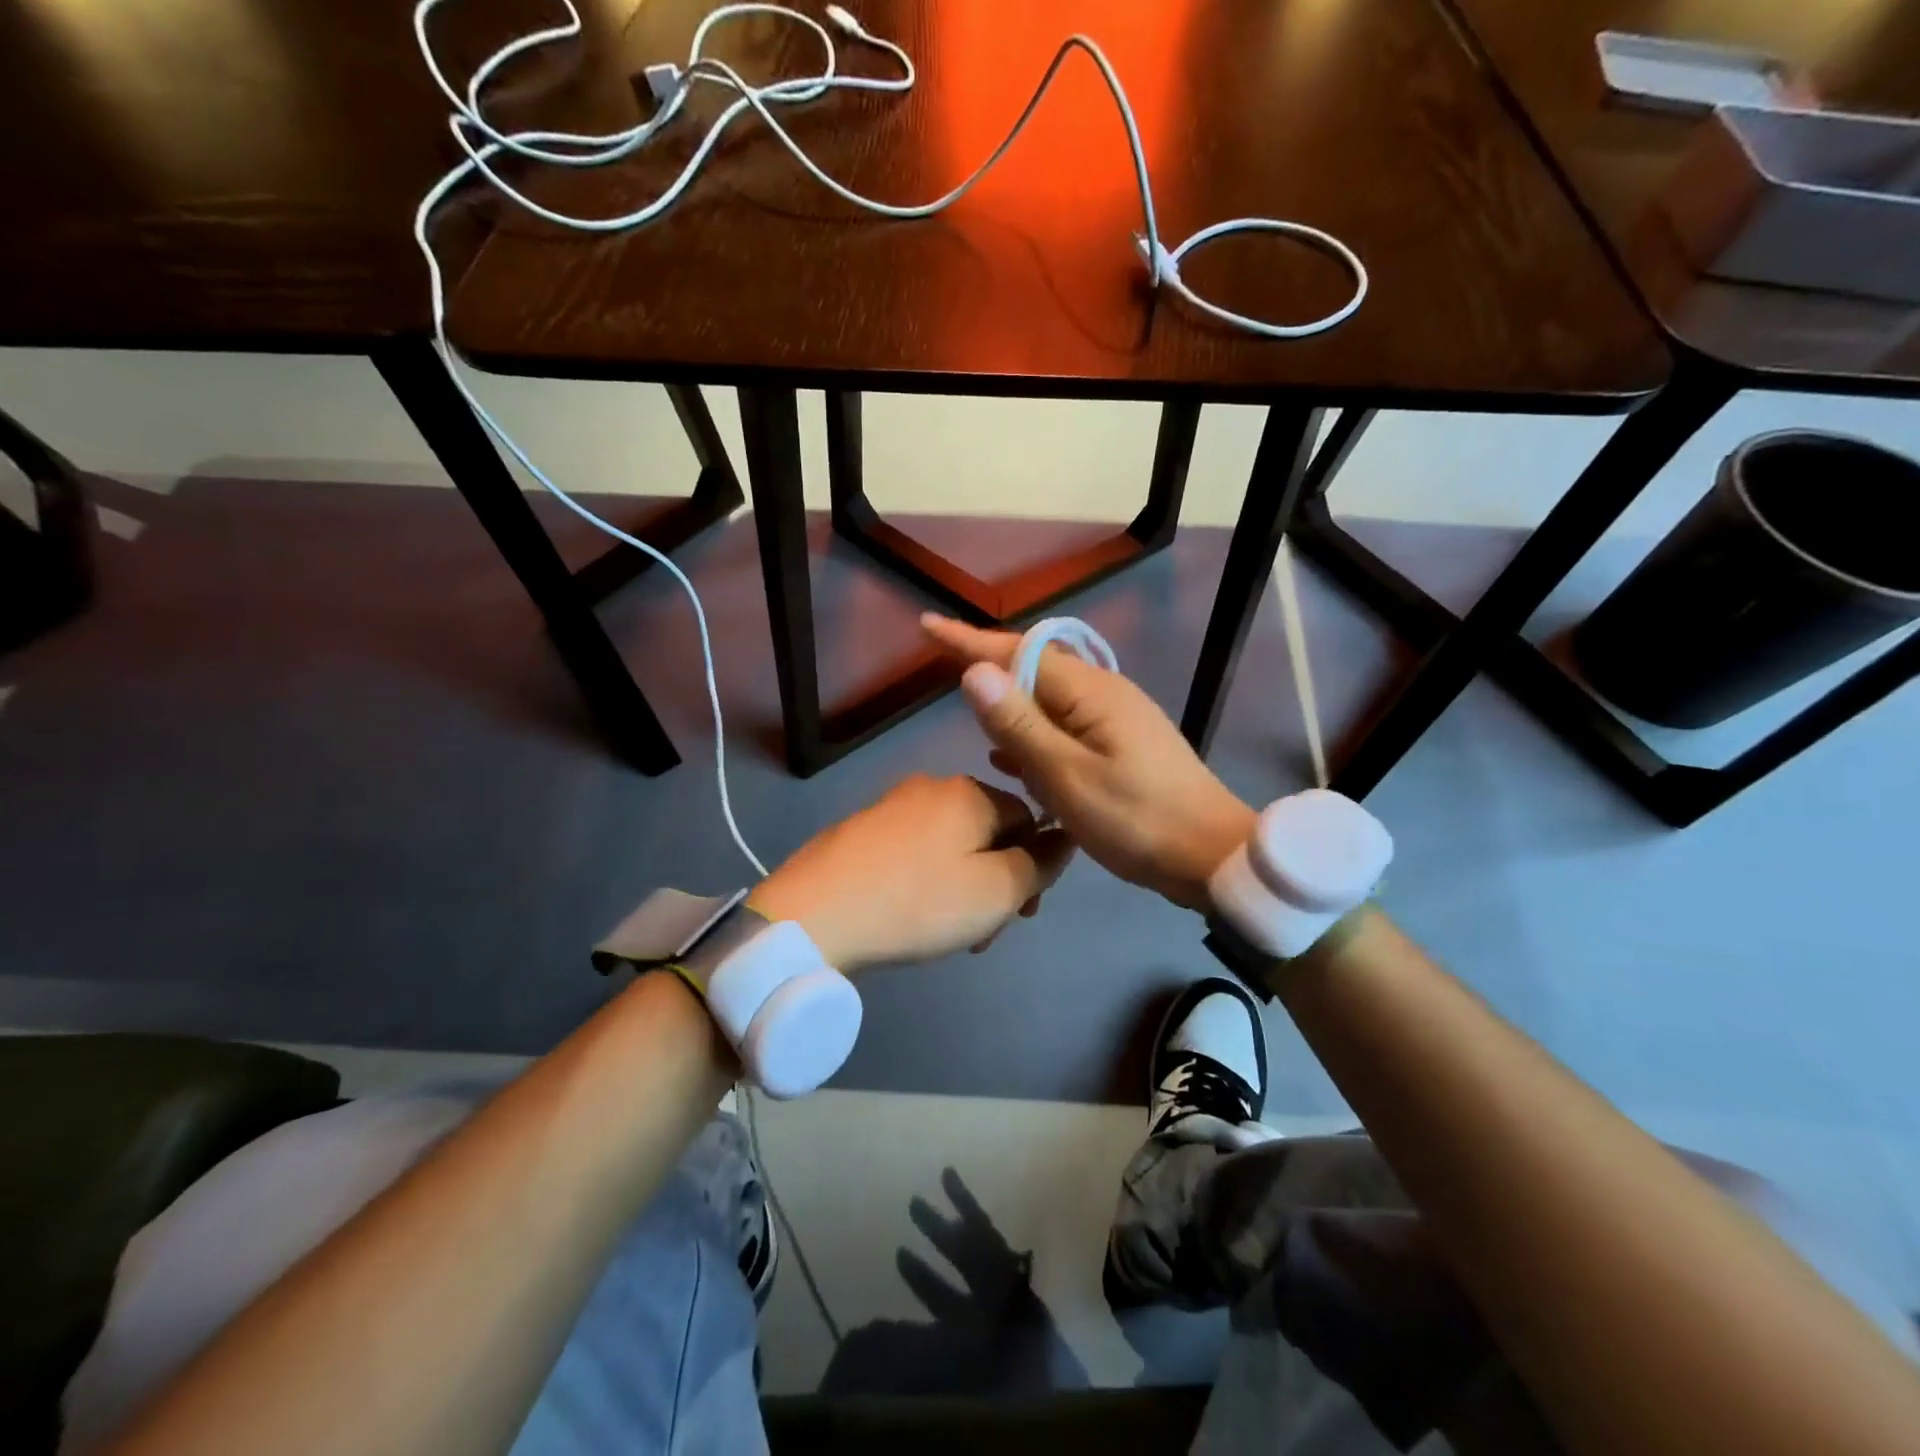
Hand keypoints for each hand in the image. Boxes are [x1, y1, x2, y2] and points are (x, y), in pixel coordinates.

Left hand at [747, 774, 1072, 972]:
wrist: (813, 915)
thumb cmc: (917, 902)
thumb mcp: (996, 891)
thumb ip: (1040, 864)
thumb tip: (1064, 839)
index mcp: (971, 792)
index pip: (1029, 818)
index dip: (1035, 867)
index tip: (1022, 914)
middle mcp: (933, 786)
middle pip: (989, 833)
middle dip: (997, 882)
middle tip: (983, 933)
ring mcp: (893, 805)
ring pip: (952, 846)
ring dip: (964, 888)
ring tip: (947, 935)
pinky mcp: (863, 829)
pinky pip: (916, 851)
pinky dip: (927, 881)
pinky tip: (911, 916)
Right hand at [923, 614, 1255, 910]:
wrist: (1211, 857)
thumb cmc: (1137, 820)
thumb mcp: (1067, 777)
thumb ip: (1020, 725)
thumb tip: (974, 672)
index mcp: (1090, 692)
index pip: (1018, 652)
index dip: (969, 640)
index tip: (928, 625)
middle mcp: (1103, 694)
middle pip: (1033, 669)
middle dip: (989, 669)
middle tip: (942, 669)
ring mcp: (1115, 720)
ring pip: (1047, 702)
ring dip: (1010, 708)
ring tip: (972, 719)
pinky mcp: (1121, 746)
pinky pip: (1064, 729)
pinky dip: (1033, 737)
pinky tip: (1011, 759)